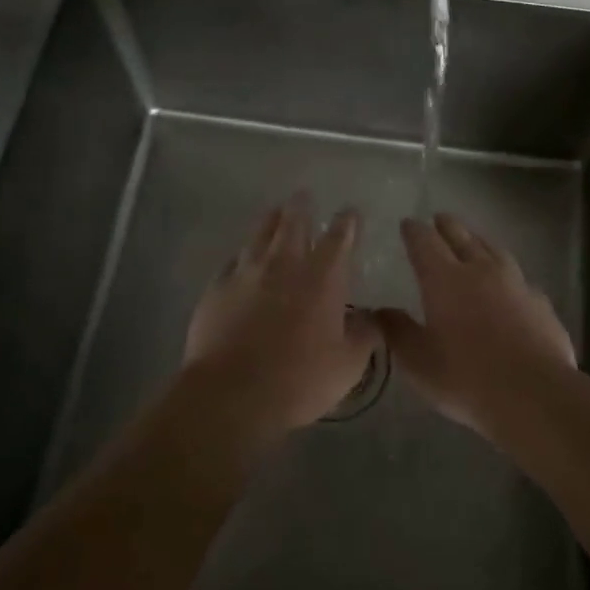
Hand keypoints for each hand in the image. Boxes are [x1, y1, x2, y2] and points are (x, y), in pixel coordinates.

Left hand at [182, 194, 376, 448]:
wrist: (231, 393)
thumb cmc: (299, 379)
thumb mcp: (347, 365)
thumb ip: (364, 336)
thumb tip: (372, 318)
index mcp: (322, 278)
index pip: (339, 237)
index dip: (347, 222)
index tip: (350, 212)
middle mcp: (284, 264)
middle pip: (293, 223)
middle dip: (301, 207)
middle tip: (303, 196)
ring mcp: (246, 273)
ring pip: (259, 234)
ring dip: (270, 220)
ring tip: (274, 212)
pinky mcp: (217, 288)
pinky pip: (232, 262)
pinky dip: (242, 256)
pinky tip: (241, 260)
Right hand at [376, 213, 575, 434]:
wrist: (534, 394)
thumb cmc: (465, 377)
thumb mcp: (417, 361)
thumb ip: (397, 331)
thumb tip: (380, 311)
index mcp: (444, 278)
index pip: (424, 242)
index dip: (414, 231)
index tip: (408, 224)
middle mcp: (480, 270)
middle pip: (461, 236)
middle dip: (447, 225)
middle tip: (439, 218)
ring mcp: (516, 283)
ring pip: (494, 250)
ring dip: (480, 242)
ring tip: (474, 240)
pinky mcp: (541, 303)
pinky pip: (520, 279)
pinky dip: (508, 276)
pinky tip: (511, 287)